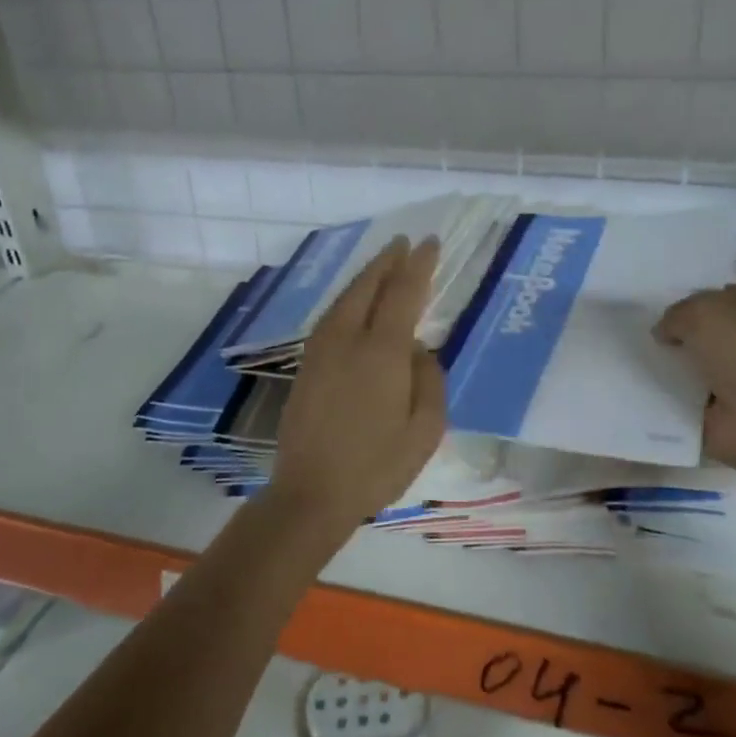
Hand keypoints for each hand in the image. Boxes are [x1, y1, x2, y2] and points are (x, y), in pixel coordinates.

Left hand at [272, 236, 446, 536]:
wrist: (310, 494)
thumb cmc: (376, 466)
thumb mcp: (425, 430)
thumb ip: (429, 381)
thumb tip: (419, 351)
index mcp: (381, 351)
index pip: (403, 292)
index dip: (418, 265)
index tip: (429, 243)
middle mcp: (347, 339)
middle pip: (368, 286)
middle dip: (387, 261)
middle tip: (404, 244)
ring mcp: (321, 350)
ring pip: (345, 298)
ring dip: (366, 277)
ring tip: (383, 265)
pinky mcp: (306, 365)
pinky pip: (332, 316)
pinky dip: (349, 298)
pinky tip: (355, 304)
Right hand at [654, 283, 735, 478]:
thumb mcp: (700, 313)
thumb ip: (674, 316)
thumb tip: (665, 332)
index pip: (719, 295)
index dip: (690, 301)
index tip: (659, 311)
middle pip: (706, 331)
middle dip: (679, 335)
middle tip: (643, 337)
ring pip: (697, 364)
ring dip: (673, 367)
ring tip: (639, 363)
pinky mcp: (730, 411)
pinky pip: (690, 399)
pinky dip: (672, 399)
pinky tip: (647, 392)